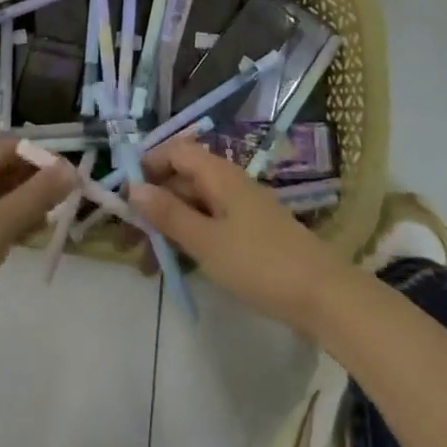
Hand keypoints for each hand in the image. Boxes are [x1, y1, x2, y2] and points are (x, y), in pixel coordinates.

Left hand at [0, 137, 75, 354]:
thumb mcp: (2, 223)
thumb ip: (39, 194)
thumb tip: (71, 169)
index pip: (11, 146)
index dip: (43, 161)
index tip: (70, 183)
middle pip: (0, 166)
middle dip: (32, 184)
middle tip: (61, 206)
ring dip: (19, 203)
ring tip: (45, 225)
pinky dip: (0, 219)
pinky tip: (19, 238)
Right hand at [131, 134, 348, 334]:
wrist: (323, 295)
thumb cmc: (259, 263)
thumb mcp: (206, 241)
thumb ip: (169, 214)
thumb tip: (133, 188)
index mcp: (219, 175)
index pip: (176, 151)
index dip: (148, 165)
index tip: (123, 194)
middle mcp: (229, 184)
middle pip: (182, 181)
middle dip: (152, 205)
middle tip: (126, 240)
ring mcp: (241, 210)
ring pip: (194, 207)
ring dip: (168, 229)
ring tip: (145, 265)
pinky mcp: (250, 235)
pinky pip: (210, 227)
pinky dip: (189, 241)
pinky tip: (175, 268)